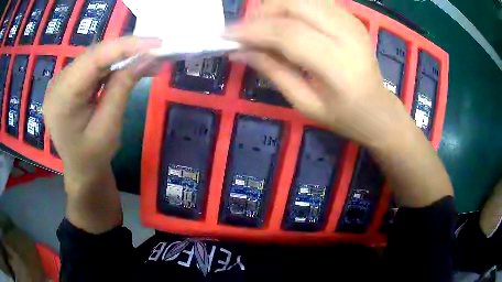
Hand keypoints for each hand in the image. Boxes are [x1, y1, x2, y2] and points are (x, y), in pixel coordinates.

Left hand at [44, 37, 161, 186]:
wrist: (81, 171)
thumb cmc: (92, 157)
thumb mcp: (108, 127)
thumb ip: (122, 88)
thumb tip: (146, 58)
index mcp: (61, 99)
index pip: (92, 60)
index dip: (124, 46)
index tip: (155, 42)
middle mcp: (57, 83)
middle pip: (94, 55)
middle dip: (125, 49)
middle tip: (155, 50)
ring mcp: (61, 81)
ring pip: (95, 57)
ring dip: (121, 56)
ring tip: (147, 58)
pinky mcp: (69, 82)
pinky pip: (93, 65)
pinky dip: (112, 64)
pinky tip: (128, 66)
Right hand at [224, 0, 408, 146]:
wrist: (377, 108)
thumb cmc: (343, 115)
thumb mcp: (304, 103)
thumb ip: (273, 72)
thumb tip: (238, 52)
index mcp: (338, 65)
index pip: (288, 33)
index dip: (253, 30)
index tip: (225, 35)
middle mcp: (347, 34)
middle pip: (295, 4)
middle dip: (262, 12)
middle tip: (246, 30)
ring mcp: (351, 21)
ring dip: (275, 6)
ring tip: (263, 26)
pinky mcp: (350, 16)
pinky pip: (313, 0)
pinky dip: (292, 5)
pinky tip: (284, 20)